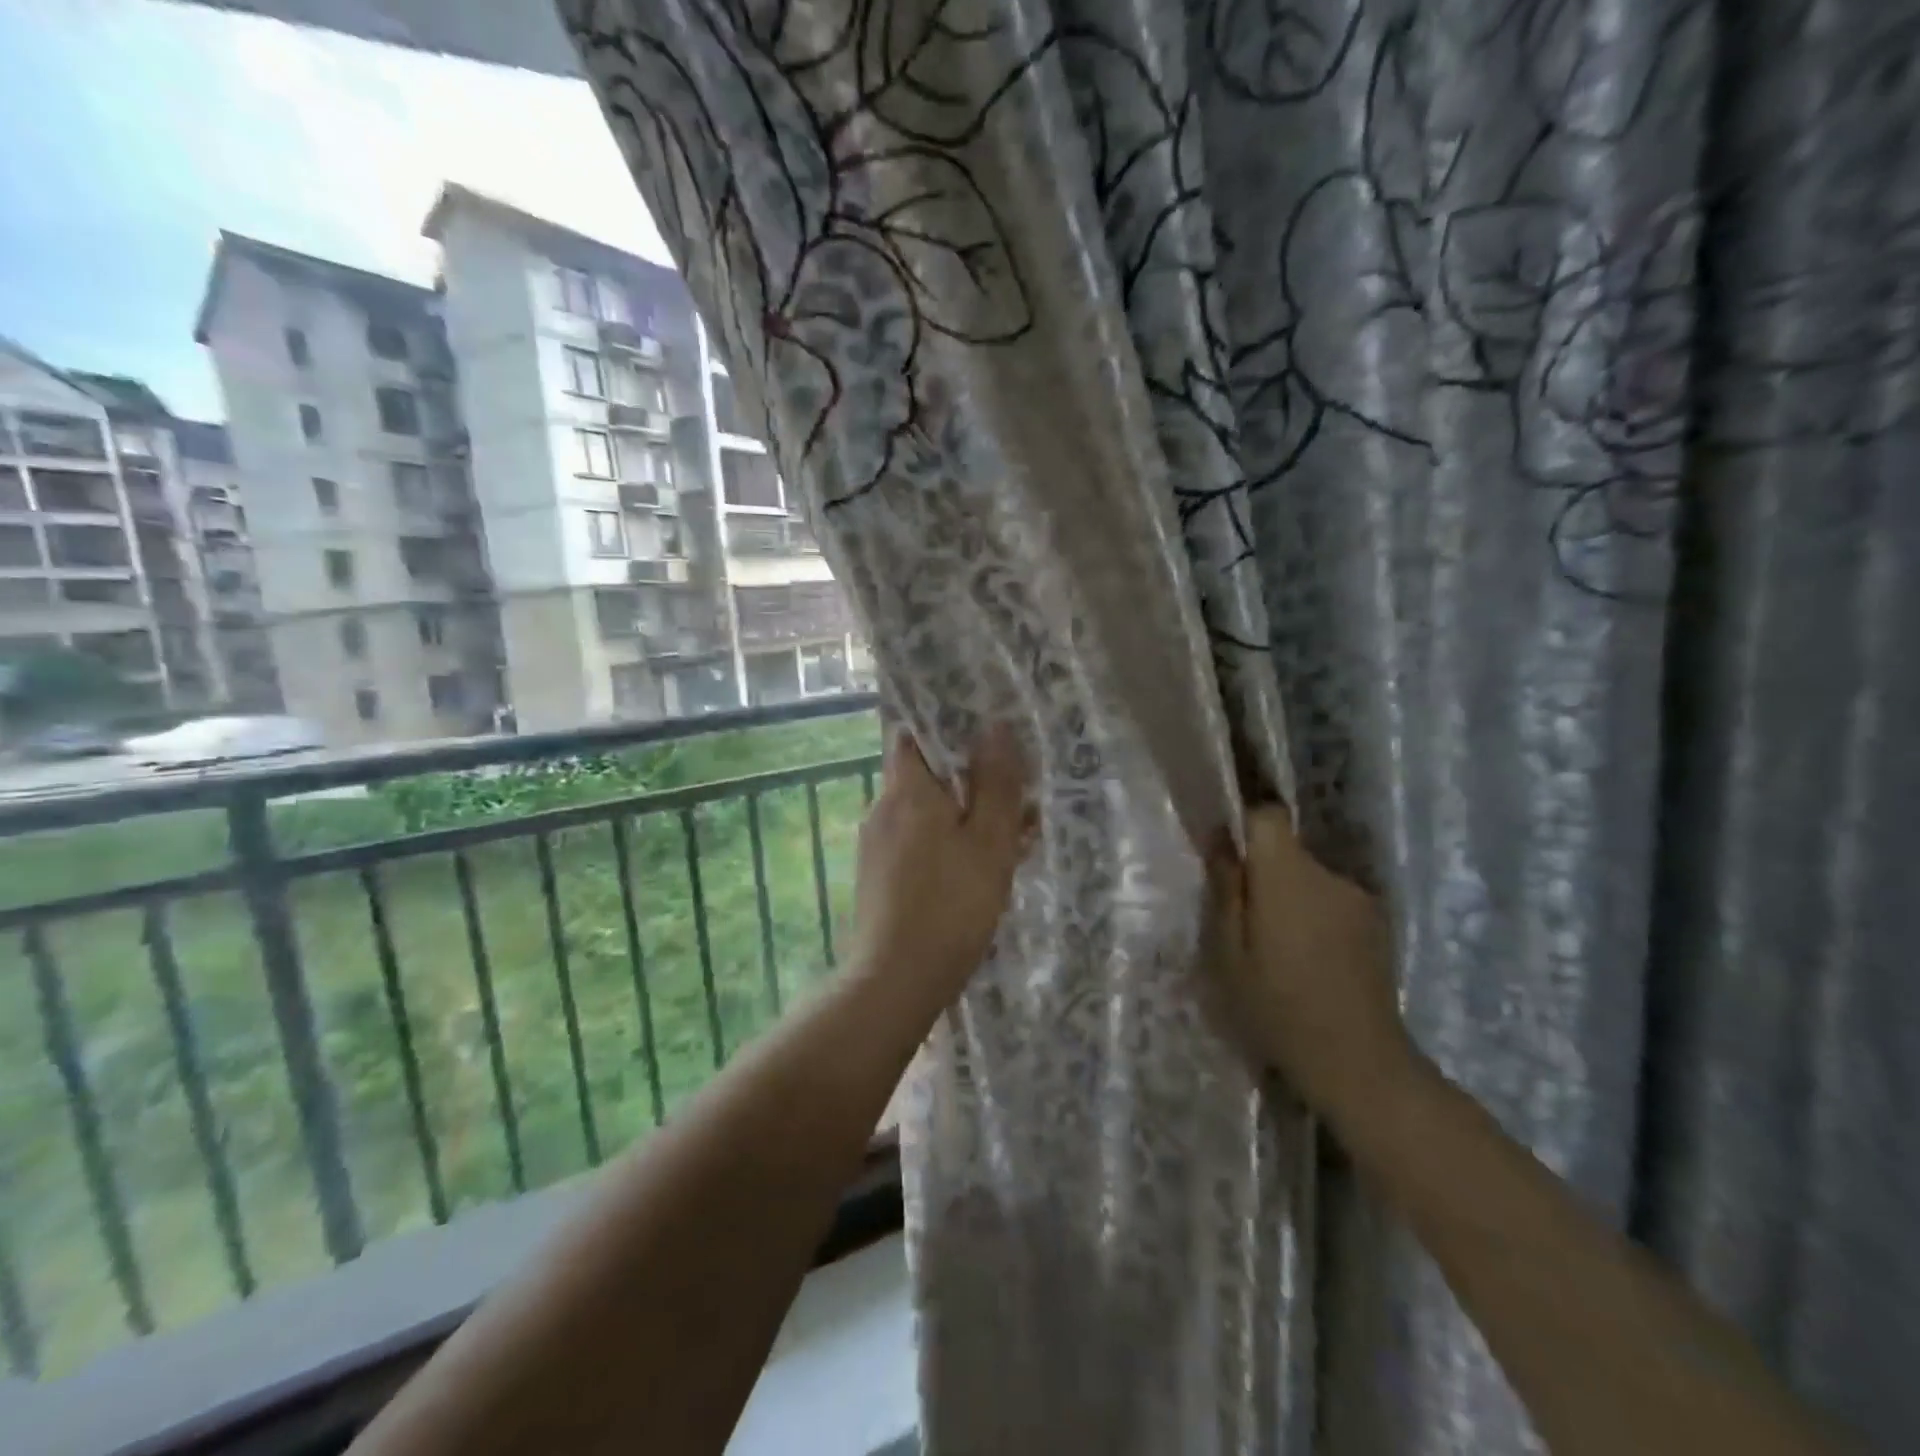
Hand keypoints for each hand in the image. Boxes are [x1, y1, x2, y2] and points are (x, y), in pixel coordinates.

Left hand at [849, 724, 1031, 1007]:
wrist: (895, 981)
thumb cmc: (950, 906)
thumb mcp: (989, 842)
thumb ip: (995, 784)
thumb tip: (996, 727)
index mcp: (906, 790)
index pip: (914, 734)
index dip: (948, 729)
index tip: (986, 735)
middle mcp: (882, 808)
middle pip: (926, 775)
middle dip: (969, 779)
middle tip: (1014, 793)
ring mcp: (876, 844)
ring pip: (925, 812)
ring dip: (964, 815)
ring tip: (1012, 836)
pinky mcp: (878, 875)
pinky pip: (916, 842)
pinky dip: (947, 843)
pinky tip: (980, 869)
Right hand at [1205, 807, 1419, 1127]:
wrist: (1358, 1062)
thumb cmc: (1277, 1006)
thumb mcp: (1228, 952)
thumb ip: (1225, 889)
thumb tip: (1219, 838)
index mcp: (1287, 875)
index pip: (1267, 814)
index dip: (1244, 820)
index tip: (1226, 848)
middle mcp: (1328, 874)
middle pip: (1287, 850)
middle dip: (1262, 872)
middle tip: (1243, 920)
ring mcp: (1358, 898)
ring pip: (1308, 877)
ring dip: (1289, 897)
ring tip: (1276, 948)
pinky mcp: (1376, 923)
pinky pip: (1331, 901)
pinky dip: (1314, 916)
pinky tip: (1309, 961)